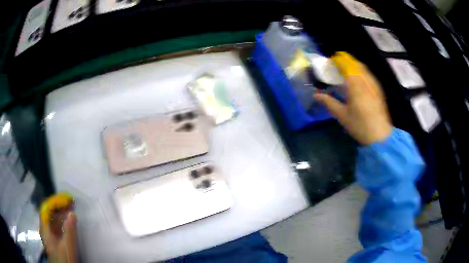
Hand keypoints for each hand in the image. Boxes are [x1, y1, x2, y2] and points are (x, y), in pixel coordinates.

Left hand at [39, 193, 77, 262]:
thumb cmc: (64, 259)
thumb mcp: (68, 247)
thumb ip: (70, 231)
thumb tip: (72, 213)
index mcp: (45, 228)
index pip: (46, 208)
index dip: (55, 201)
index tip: (65, 199)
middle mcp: (45, 229)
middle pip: (49, 213)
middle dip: (59, 206)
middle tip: (70, 203)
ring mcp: (49, 235)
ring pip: (53, 220)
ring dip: (61, 214)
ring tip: (71, 210)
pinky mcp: (54, 241)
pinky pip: (56, 226)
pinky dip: (62, 222)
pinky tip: (68, 222)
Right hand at [314, 52, 391, 145]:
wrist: (379, 136)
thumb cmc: (359, 126)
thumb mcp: (342, 115)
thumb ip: (329, 102)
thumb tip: (316, 95)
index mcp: (355, 85)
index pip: (346, 65)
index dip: (338, 60)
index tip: (330, 60)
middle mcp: (365, 81)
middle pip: (355, 63)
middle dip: (346, 60)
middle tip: (337, 63)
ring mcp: (373, 84)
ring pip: (363, 68)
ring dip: (354, 64)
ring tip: (346, 68)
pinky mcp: (378, 89)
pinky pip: (369, 74)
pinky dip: (361, 71)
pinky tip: (359, 78)